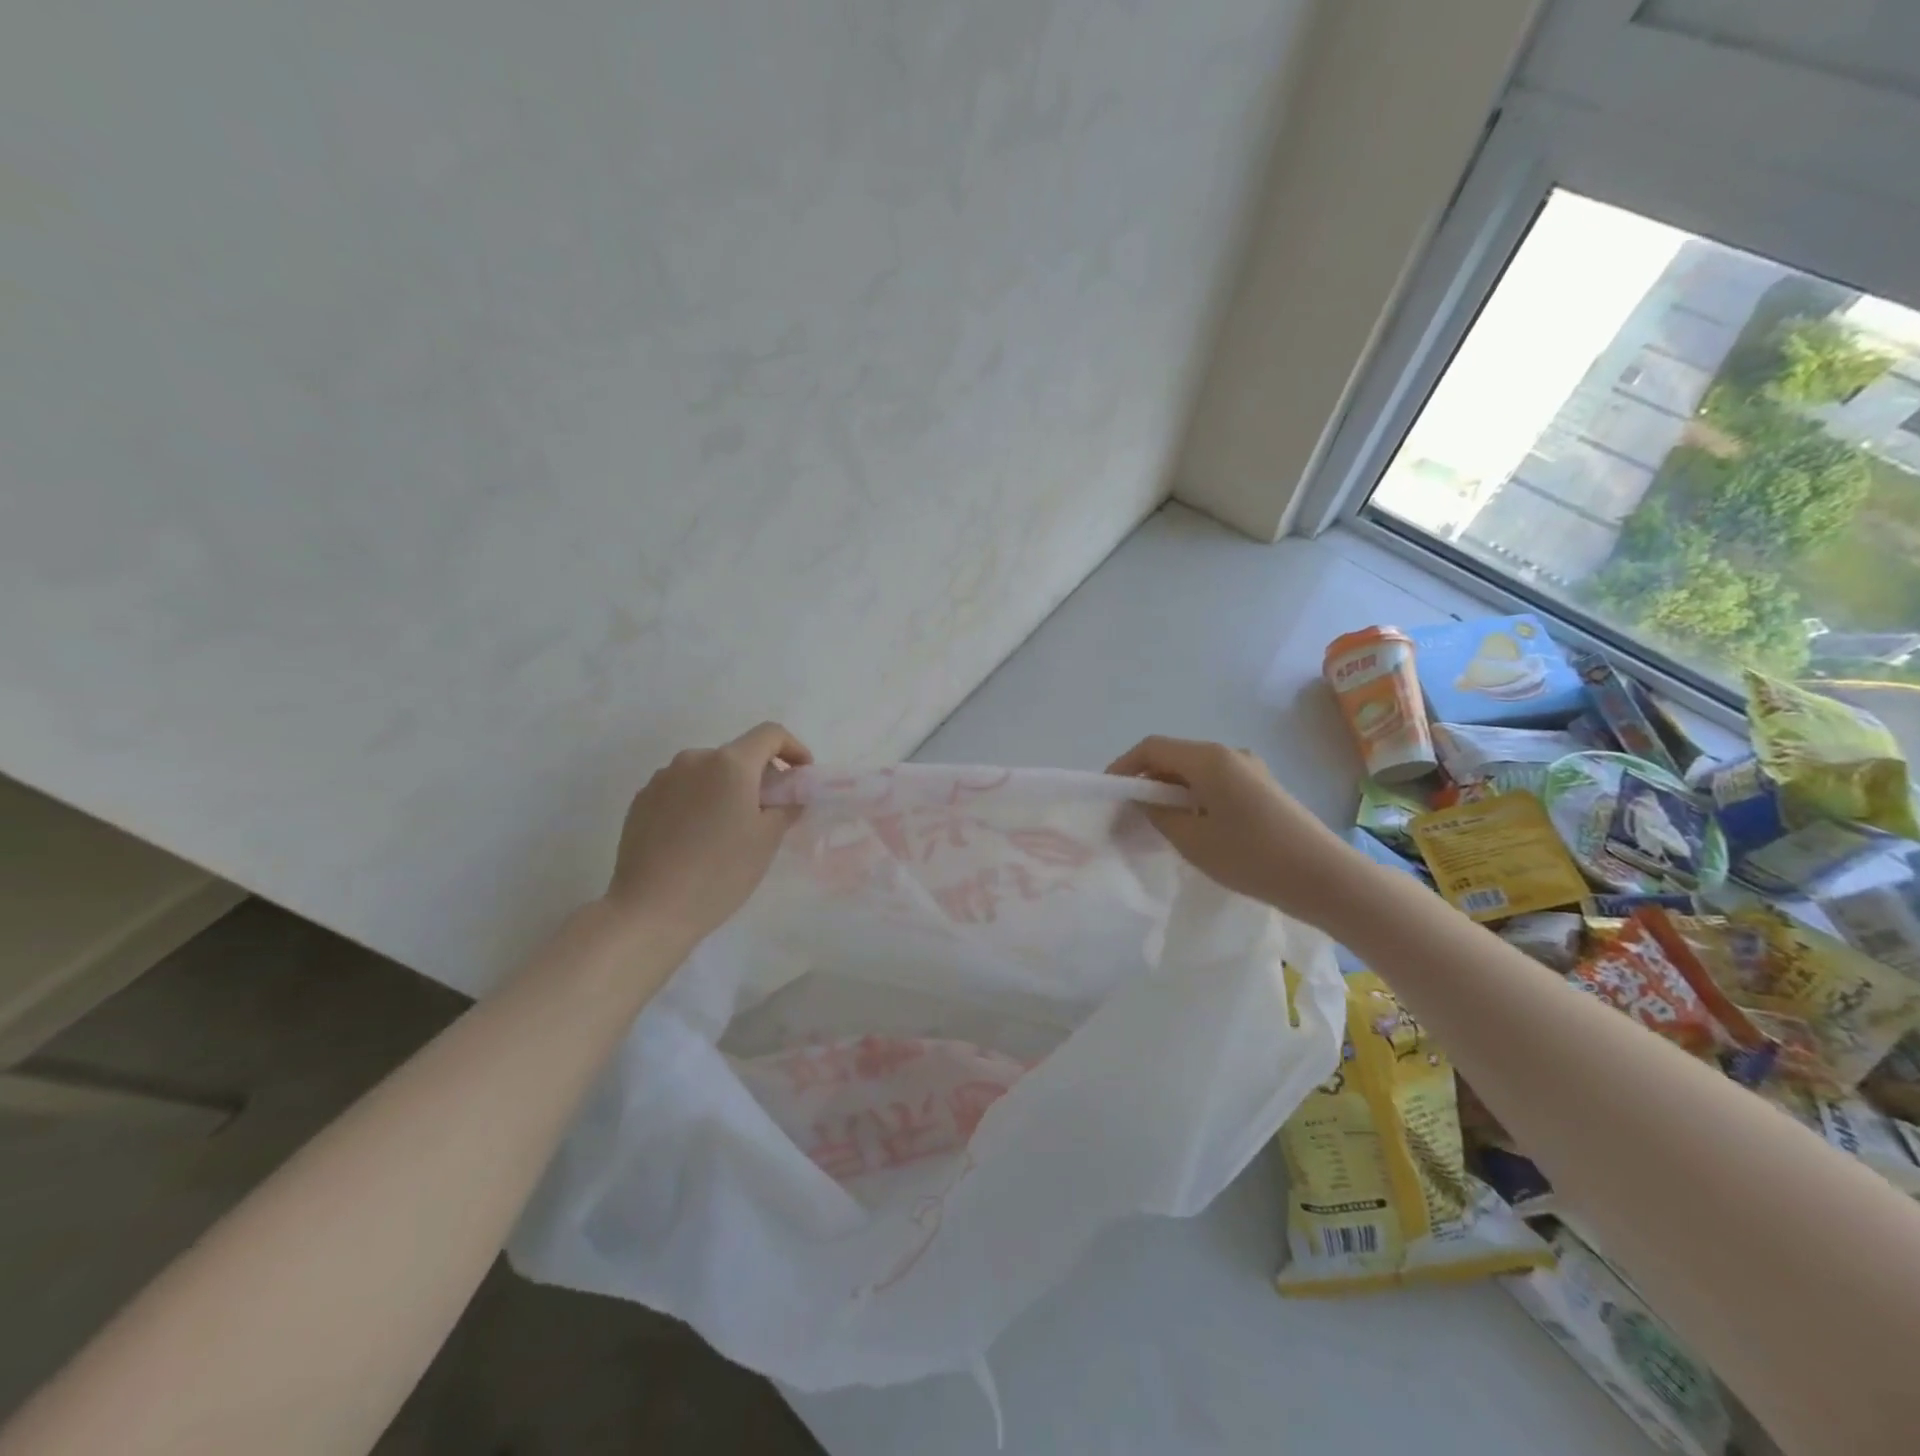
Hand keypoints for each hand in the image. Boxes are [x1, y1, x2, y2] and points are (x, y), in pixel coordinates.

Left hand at [606, 722, 812, 946]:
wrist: (650, 909)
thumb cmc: (720, 872)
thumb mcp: (767, 840)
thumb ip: (787, 806)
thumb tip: (789, 796)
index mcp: (730, 763)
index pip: (770, 734)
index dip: (793, 749)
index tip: (801, 776)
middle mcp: (694, 759)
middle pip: (737, 754)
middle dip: (759, 775)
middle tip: (769, 811)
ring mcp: (662, 778)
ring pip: (707, 773)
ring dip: (726, 789)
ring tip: (729, 829)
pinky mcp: (641, 801)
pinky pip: (681, 790)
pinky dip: (698, 802)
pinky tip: (697, 838)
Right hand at [1107, 736, 1361, 919]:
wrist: (1324, 878)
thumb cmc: (1251, 856)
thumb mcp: (1192, 840)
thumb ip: (1158, 815)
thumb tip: (1143, 801)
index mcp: (1209, 758)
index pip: (1152, 748)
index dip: (1124, 766)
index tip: (1108, 793)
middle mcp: (1229, 754)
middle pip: (1174, 756)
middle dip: (1145, 780)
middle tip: (1127, 813)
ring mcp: (1250, 769)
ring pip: (1195, 771)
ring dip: (1169, 791)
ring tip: (1155, 824)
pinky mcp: (1262, 788)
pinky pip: (1215, 782)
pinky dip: (1193, 797)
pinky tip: (1191, 827)